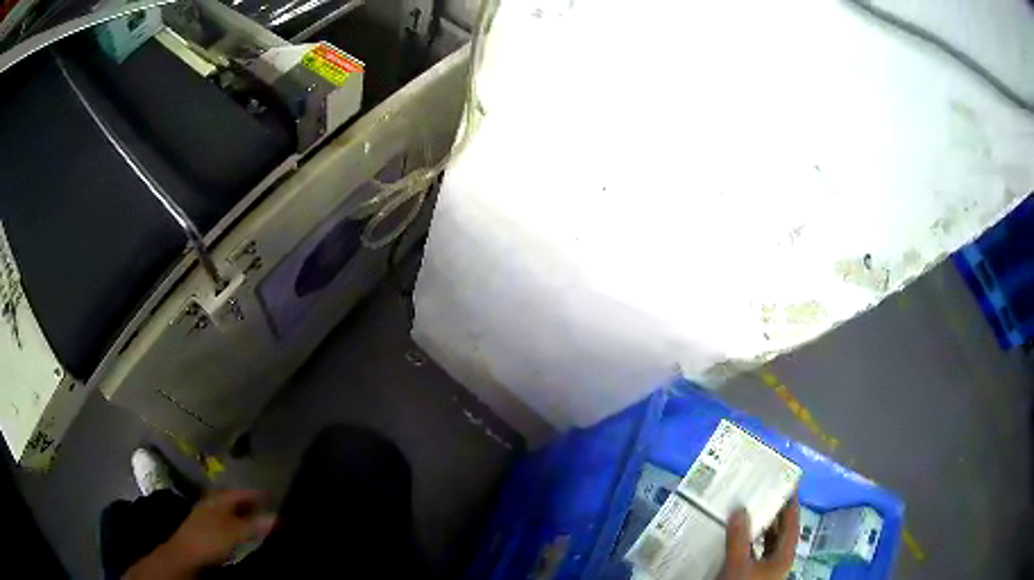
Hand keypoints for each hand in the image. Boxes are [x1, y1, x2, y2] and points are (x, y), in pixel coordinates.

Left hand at [126, 490, 275, 579]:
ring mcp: (207, 514)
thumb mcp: (235, 532)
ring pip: (229, 510)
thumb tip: (279, 517)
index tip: (272, 494)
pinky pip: (225, 520)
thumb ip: (255, 524)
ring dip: (243, 513)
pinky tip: (240, 530)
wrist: (186, 553)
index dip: (256, 493)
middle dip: (249, 502)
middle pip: (234, 499)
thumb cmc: (210, 537)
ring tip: (257, 518)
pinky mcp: (206, 527)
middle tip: (267, 506)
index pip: (241, 492)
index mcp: (219, 498)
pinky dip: (236, 522)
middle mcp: (212, 501)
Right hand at [719, 497, 798, 579]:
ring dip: (759, 526)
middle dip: (773, 513)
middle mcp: (778, 560)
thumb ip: (739, 538)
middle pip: (780, 532)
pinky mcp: (752, 574)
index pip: (792, 524)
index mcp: (784, 556)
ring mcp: (765, 568)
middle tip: (763, 491)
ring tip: (749, 508)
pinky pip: (753, 551)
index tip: (787, 483)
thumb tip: (739, 510)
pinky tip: (737, 533)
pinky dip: (748, 540)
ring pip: (766, 542)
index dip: (791, 504)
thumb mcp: (739, 564)